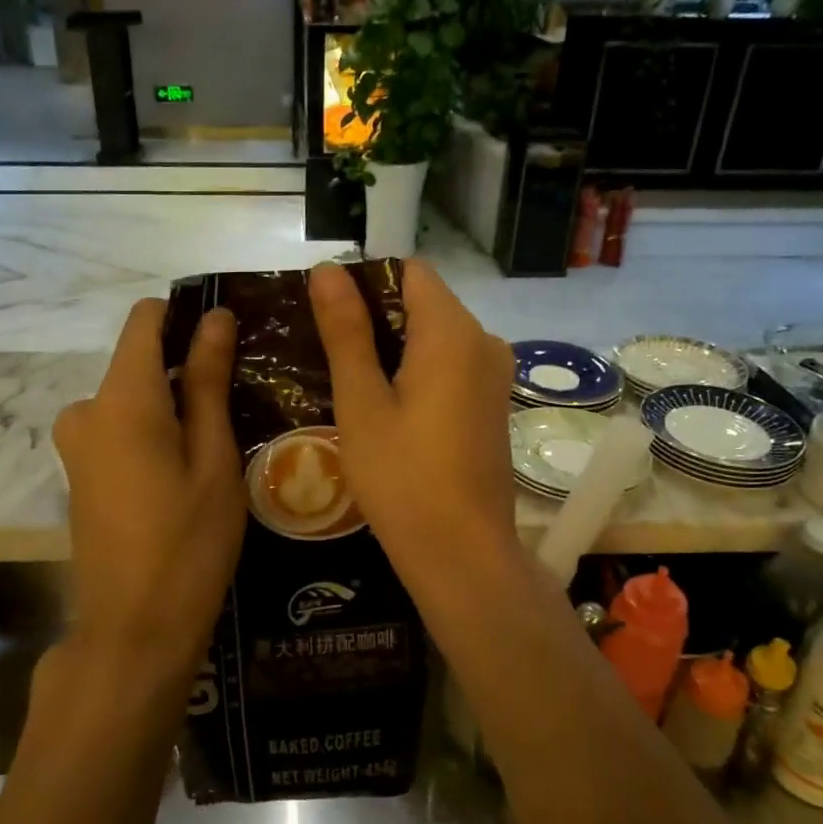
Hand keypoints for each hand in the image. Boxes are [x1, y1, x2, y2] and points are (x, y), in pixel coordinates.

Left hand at [54, 299, 245, 692]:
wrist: (134, 630)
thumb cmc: (189, 543)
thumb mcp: (213, 459)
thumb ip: (209, 382)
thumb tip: (217, 319)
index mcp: (122, 398)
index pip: (145, 319)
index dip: (186, 317)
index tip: (228, 343)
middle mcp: (86, 409)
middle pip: (140, 361)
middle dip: (186, 372)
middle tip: (238, 410)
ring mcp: (75, 444)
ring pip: (133, 398)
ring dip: (173, 408)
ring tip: (219, 448)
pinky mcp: (78, 472)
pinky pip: (119, 429)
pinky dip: (153, 434)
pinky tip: (185, 475)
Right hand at [309, 260, 520, 600]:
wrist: (462, 554)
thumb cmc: (402, 479)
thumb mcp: (362, 403)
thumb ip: (347, 331)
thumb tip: (328, 269)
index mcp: (452, 332)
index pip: (409, 271)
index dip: (365, 283)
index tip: (328, 319)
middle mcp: (484, 341)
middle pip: (423, 301)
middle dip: (376, 318)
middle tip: (329, 356)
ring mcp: (495, 374)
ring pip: (436, 336)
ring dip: (394, 348)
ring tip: (351, 384)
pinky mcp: (494, 403)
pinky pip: (452, 365)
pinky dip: (418, 372)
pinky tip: (388, 408)